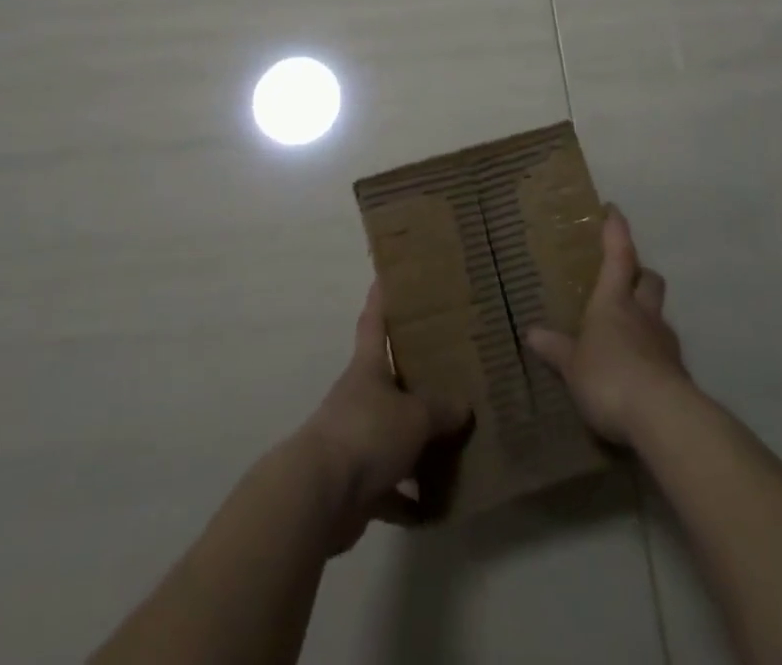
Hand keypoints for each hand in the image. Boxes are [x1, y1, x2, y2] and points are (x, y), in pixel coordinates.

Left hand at [292, 283, 470, 551]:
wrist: (318, 496)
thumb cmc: (366, 433)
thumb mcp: (414, 415)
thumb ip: (440, 409)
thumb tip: (463, 407)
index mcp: (369, 367)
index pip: (375, 320)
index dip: (382, 296)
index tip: (387, 274)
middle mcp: (361, 397)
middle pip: (390, 379)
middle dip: (416, 376)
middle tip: (452, 367)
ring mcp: (357, 441)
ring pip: (393, 435)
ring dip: (418, 444)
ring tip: (456, 442)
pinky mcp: (357, 485)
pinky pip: (390, 489)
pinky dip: (409, 499)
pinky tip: (436, 508)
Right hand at [525, 205, 691, 447]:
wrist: (663, 419)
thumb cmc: (609, 377)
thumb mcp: (572, 366)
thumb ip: (556, 349)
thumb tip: (532, 332)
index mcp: (614, 301)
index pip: (618, 254)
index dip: (616, 230)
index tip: (613, 210)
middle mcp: (643, 314)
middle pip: (649, 279)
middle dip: (639, 273)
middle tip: (624, 277)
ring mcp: (665, 343)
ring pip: (659, 315)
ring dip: (647, 314)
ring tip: (629, 329)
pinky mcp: (678, 374)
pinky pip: (664, 352)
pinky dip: (653, 353)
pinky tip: (639, 370)